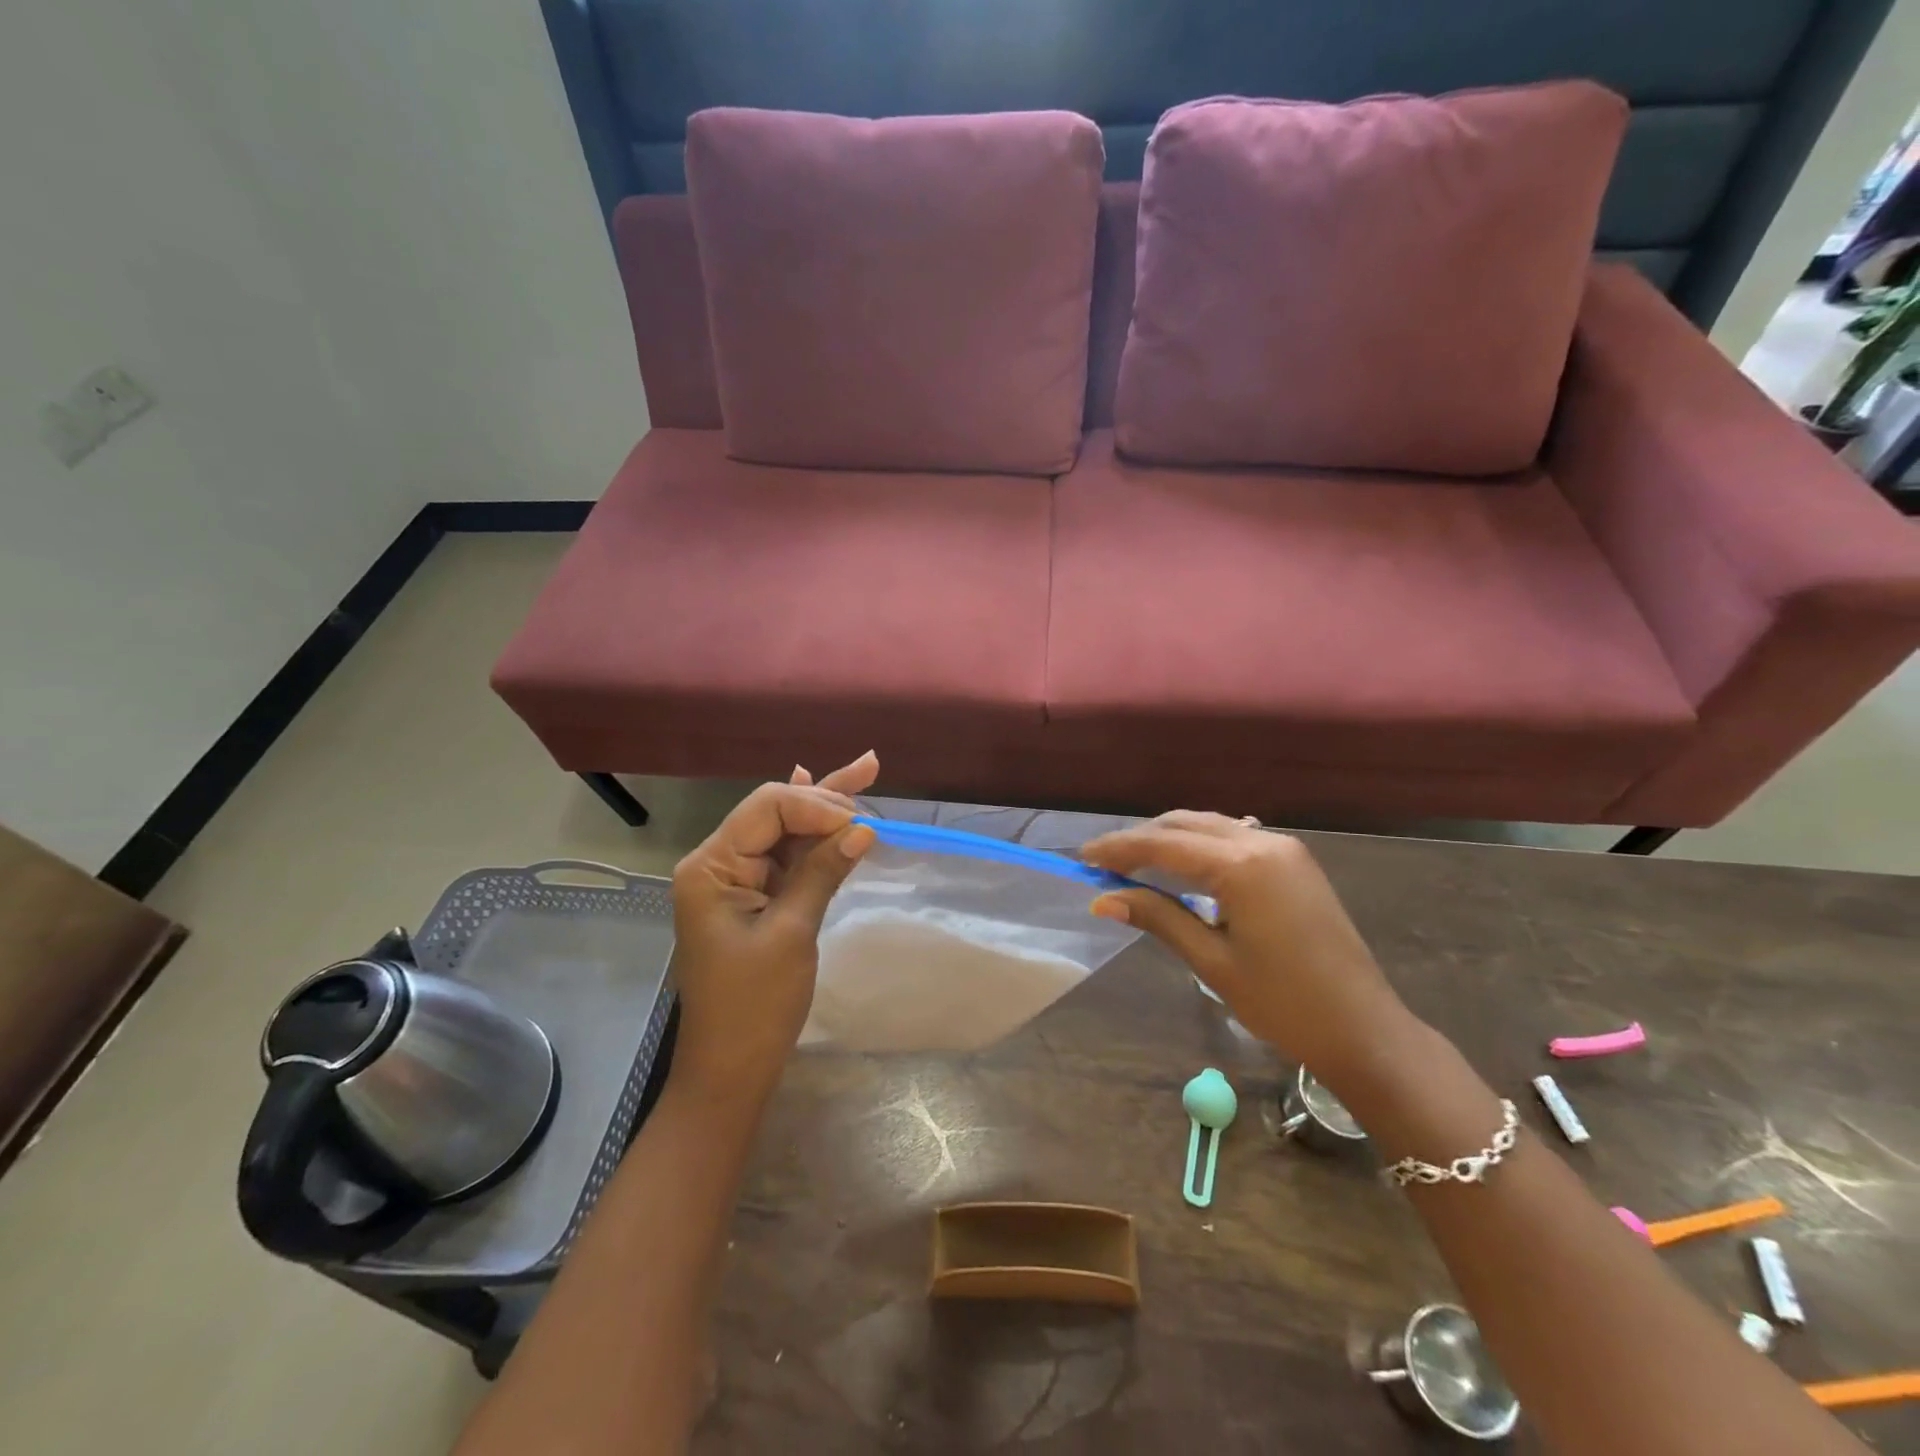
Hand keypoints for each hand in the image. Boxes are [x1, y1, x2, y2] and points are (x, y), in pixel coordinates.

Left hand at [668, 753, 878, 1101]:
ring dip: (825, 806)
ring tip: (865, 768)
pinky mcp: (757, 898)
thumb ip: (822, 872)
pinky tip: (822, 791)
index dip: (816, 806)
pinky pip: (788, 856)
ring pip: (786, 830)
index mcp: (710, 867)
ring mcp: (737, 881)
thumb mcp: (792, 933)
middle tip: (871, 777)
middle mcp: (718, 863)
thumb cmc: (754, 1006)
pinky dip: (813, 833)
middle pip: (776, 811)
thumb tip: (864, 829)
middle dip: (823, 796)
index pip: (767, 808)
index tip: (861, 824)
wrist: (731, 1069)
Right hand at [1082, 812, 1414, 1079]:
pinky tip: (1183, 865)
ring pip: (1211, 826)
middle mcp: (1264, 842)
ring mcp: (1285, 849)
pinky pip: (1235, 837)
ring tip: (1135, 862)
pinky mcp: (1295, 863)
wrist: (1363, 1030)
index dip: (1120, 849)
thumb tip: (1102, 900)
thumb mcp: (1212, 961)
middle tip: (1104, 862)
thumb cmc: (1283, 1004)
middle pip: (1186, 824)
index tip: (1084, 858)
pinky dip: (1200, 845)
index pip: (1164, 845)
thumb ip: (1158, 918)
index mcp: (1242, 866)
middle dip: (1142, 838)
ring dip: (1170, 838)